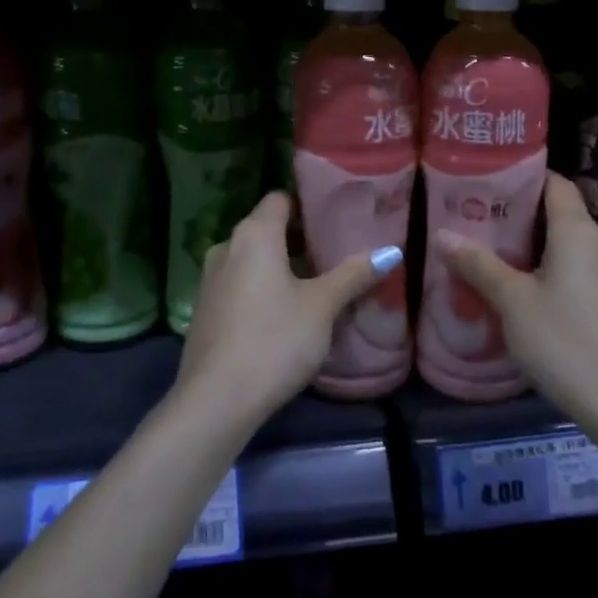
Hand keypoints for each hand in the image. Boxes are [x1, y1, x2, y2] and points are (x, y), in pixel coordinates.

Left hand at [175, 192, 400, 427]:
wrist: (216, 399)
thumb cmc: (275, 340)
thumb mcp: (322, 307)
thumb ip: (353, 275)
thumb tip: (392, 251)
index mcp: (254, 234)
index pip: (280, 198)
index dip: (307, 203)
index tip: (334, 216)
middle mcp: (226, 246)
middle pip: (266, 228)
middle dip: (298, 237)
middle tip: (334, 251)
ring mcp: (210, 279)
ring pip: (251, 258)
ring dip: (279, 264)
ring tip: (314, 281)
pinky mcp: (205, 309)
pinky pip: (238, 282)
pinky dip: (260, 286)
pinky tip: (282, 311)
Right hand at [431, 172, 597, 433]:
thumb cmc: (566, 343)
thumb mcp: (512, 303)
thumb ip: (478, 265)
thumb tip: (442, 233)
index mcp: (579, 232)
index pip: (556, 183)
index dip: (525, 177)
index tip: (490, 181)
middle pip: (561, 215)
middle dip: (522, 217)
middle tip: (481, 223)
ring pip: (571, 247)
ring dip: (537, 249)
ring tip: (497, 258)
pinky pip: (582, 273)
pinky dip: (555, 272)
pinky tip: (530, 295)